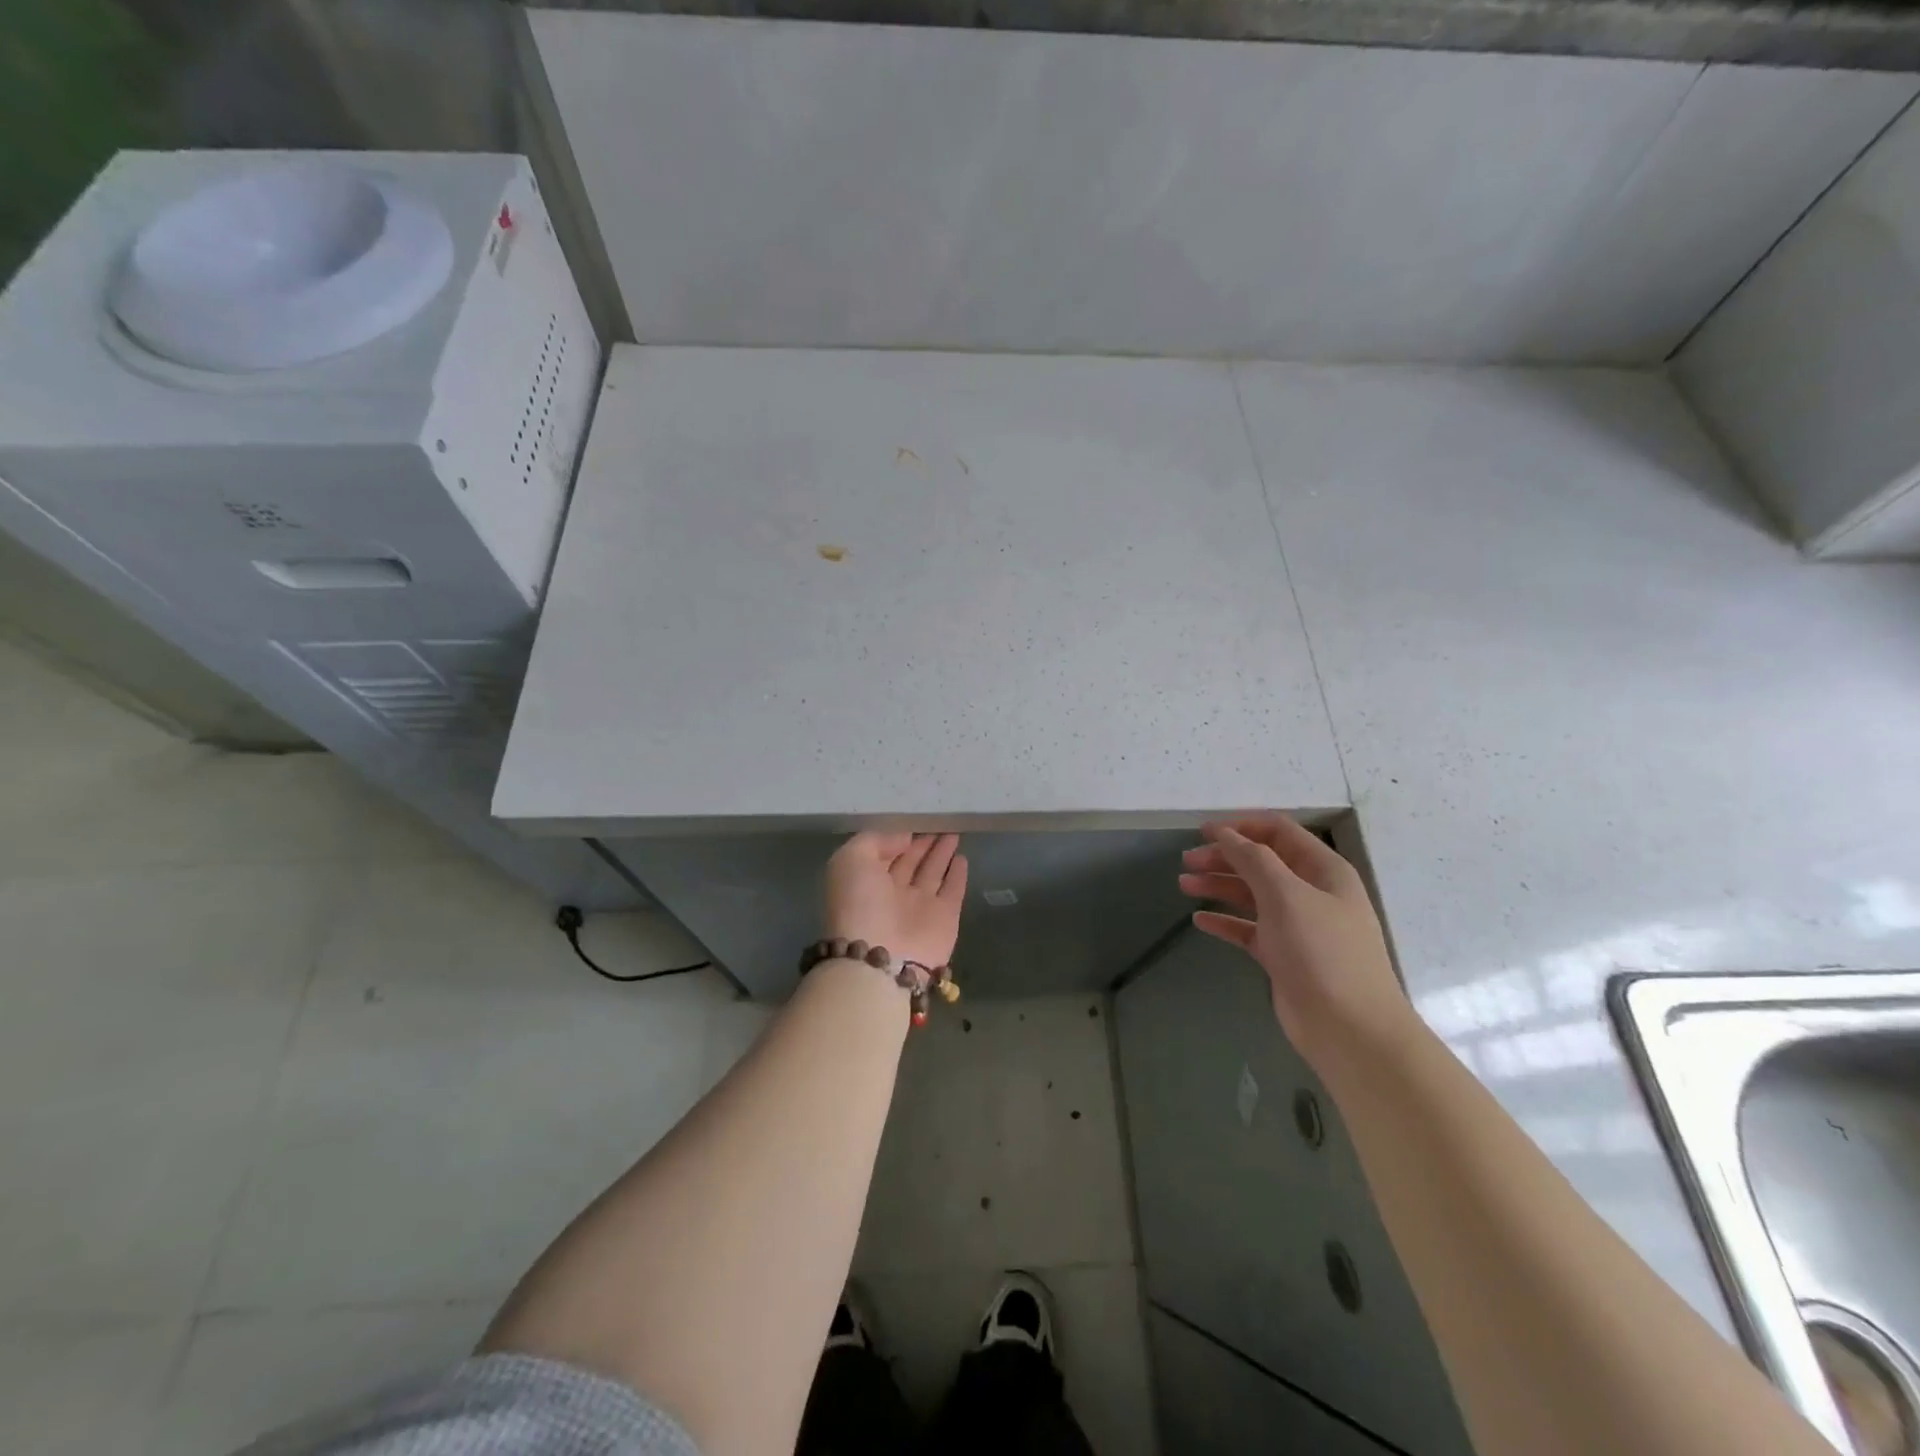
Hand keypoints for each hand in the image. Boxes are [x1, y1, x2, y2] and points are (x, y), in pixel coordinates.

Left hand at [824, 832, 967, 968]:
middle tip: (940, 823)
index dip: (898, 838)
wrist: (881, 956)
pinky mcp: (945, 918)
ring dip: (942, 854)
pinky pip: (953, 891)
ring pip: (933, 873)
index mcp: (866, 882)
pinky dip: (958, 875)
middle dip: (923, 844)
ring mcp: (920, 907)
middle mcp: (892, 894)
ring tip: (953, 834)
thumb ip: (875, 841)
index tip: (914, 820)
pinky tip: (962, 858)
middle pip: (911, 862)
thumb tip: (904, 838)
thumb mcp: (850, 860)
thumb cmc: (859, 904)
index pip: (884, 854)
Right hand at [1178, 815, 1412, 1065]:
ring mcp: (1298, 926)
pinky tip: (1199, 921)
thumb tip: (1225, 833)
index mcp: (1323, 870)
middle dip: (1224, 858)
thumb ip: (1253, 859)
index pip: (1279, 832)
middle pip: (1262, 863)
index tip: (1203, 832)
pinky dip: (1225, 921)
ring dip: (1219, 886)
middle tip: (1187, 862)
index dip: (1241, 827)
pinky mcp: (1284, 956)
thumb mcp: (1286, 895)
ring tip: (1184, 885)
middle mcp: (1312, 893)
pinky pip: (1249, 929)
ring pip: (1252, 895)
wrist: (1350, 1029)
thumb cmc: (1321, 952)